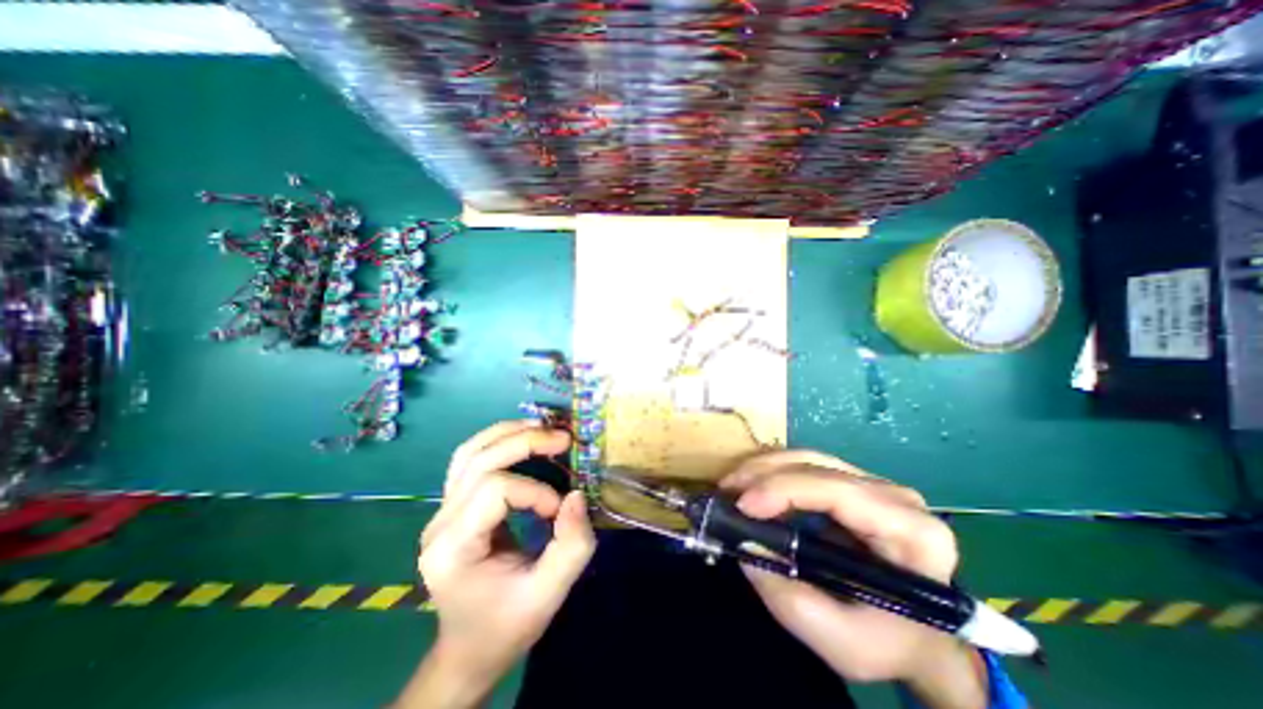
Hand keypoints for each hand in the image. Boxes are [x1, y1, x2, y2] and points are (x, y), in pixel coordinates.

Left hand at [398, 423, 596, 705]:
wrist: (471, 648)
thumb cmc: (507, 626)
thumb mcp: (548, 595)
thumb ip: (571, 547)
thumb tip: (577, 495)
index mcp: (453, 549)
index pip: (493, 491)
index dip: (534, 491)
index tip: (559, 510)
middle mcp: (439, 523)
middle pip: (479, 460)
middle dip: (525, 443)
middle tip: (563, 439)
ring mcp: (441, 511)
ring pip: (469, 452)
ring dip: (509, 433)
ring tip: (543, 428)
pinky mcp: (453, 505)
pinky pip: (470, 459)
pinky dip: (498, 441)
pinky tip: (523, 438)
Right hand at [721, 451, 984, 704]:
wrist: (919, 638)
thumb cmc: (889, 643)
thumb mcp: (841, 643)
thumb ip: (789, 600)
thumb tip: (744, 547)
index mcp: (911, 532)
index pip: (839, 492)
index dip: (785, 490)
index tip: (742, 505)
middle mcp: (895, 496)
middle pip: (818, 466)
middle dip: (764, 474)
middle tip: (725, 491)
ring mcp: (874, 485)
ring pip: (808, 458)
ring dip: (764, 468)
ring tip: (731, 485)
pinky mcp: (853, 484)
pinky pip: (806, 466)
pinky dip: (772, 472)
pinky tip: (751, 485)